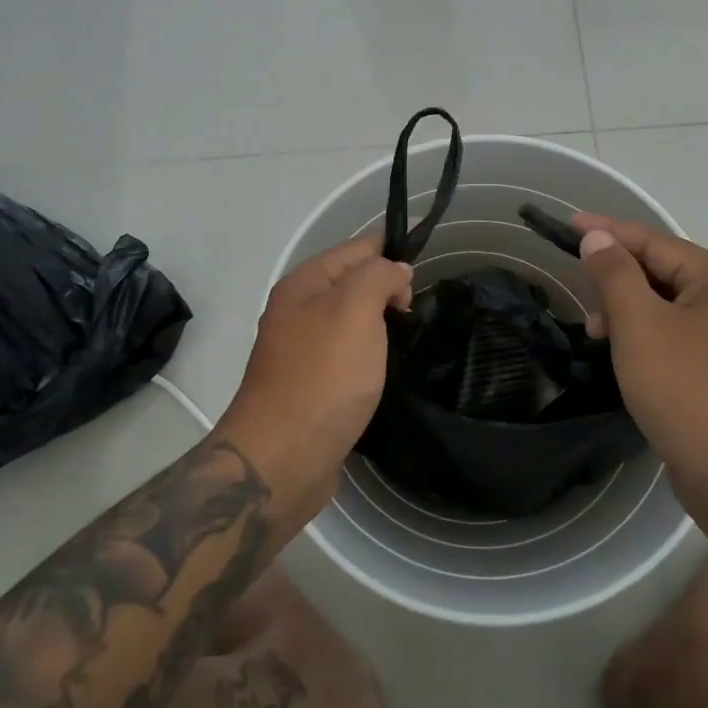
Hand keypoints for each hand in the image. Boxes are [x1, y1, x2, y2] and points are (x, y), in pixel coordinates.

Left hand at [227, 236, 411, 475]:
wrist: (283, 458)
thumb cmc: (323, 376)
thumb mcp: (355, 309)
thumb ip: (379, 276)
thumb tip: (395, 271)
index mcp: (304, 284)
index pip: (356, 249)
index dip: (391, 254)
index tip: (424, 275)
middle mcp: (298, 311)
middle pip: (353, 282)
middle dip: (387, 288)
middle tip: (415, 313)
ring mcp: (302, 350)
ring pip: (351, 320)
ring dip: (380, 323)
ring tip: (410, 336)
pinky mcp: (312, 385)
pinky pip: (348, 354)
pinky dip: (370, 354)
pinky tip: (387, 366)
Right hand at [573, 213, 707, 525]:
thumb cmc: (686, 390)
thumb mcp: (640, 325)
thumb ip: (615, 274)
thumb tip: (597, 238)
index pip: (655, 242)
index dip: (608, 232)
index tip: (568, 224)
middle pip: (663, 272)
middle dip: (618, 280)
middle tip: (584, 298)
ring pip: (668, 306)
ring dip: (629, 312)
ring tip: (598, 335)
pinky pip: (677, 334)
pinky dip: (646, 335)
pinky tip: (625, 354)